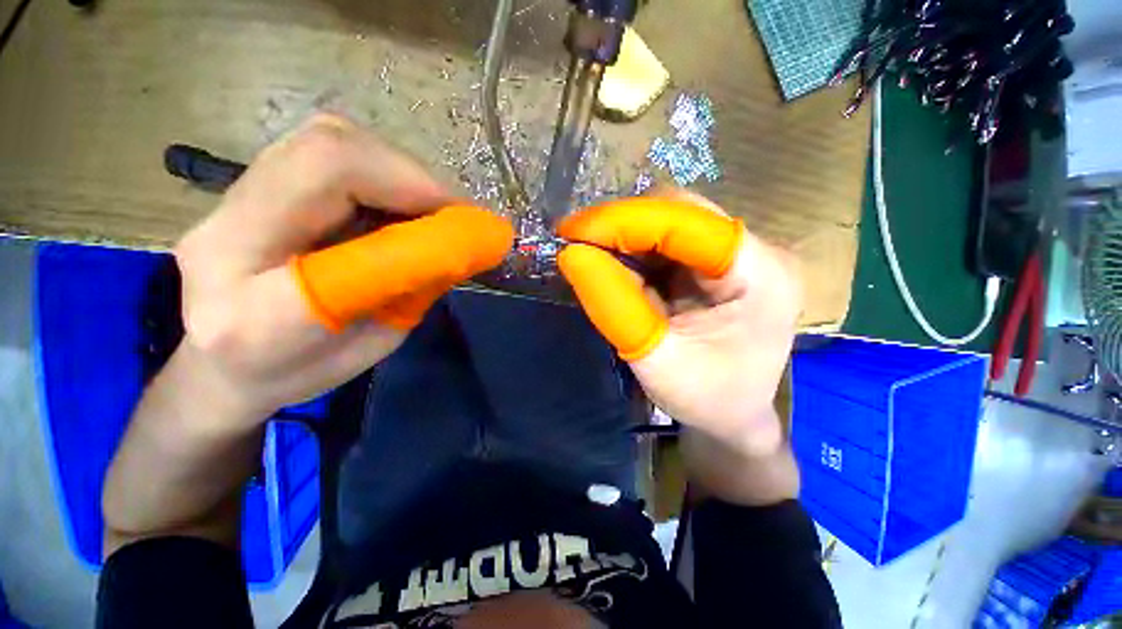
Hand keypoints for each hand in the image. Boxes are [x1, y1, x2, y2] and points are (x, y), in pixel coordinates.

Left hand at [173, 114, 512, 422]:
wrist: (219, 362)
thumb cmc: (301, 370)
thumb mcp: (374, 344)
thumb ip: (414, 291)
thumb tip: (463, 242)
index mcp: (254, 319)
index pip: (347, 251)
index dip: (418, 234)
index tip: (472, 228)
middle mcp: (223, 241)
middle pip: (324, 159)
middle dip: (412, 180)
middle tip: (457, 212)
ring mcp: (226, 202)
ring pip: (325, 141)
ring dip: (399, 170)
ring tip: (433, 206)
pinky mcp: (246, 183)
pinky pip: (323, 150)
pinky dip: (381, 169)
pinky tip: (400, 198)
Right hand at [557, 189, 801, 456]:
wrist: (735, 418)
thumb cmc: (705, 399)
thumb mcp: (655, 360)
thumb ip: (614, 305)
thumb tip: (572, 255)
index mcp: (760, 275)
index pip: (686, 221)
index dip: (625, 220)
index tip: (573, 232)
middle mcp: (756, 252)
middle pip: (679, 213)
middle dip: (621, 226)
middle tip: (575, 243)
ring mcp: (738, 256)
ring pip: (670, 223)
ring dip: (625, 237)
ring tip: (590, 255)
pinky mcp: (717, 265)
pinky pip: (668, 244)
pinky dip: (635, 252)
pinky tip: (614, 266)